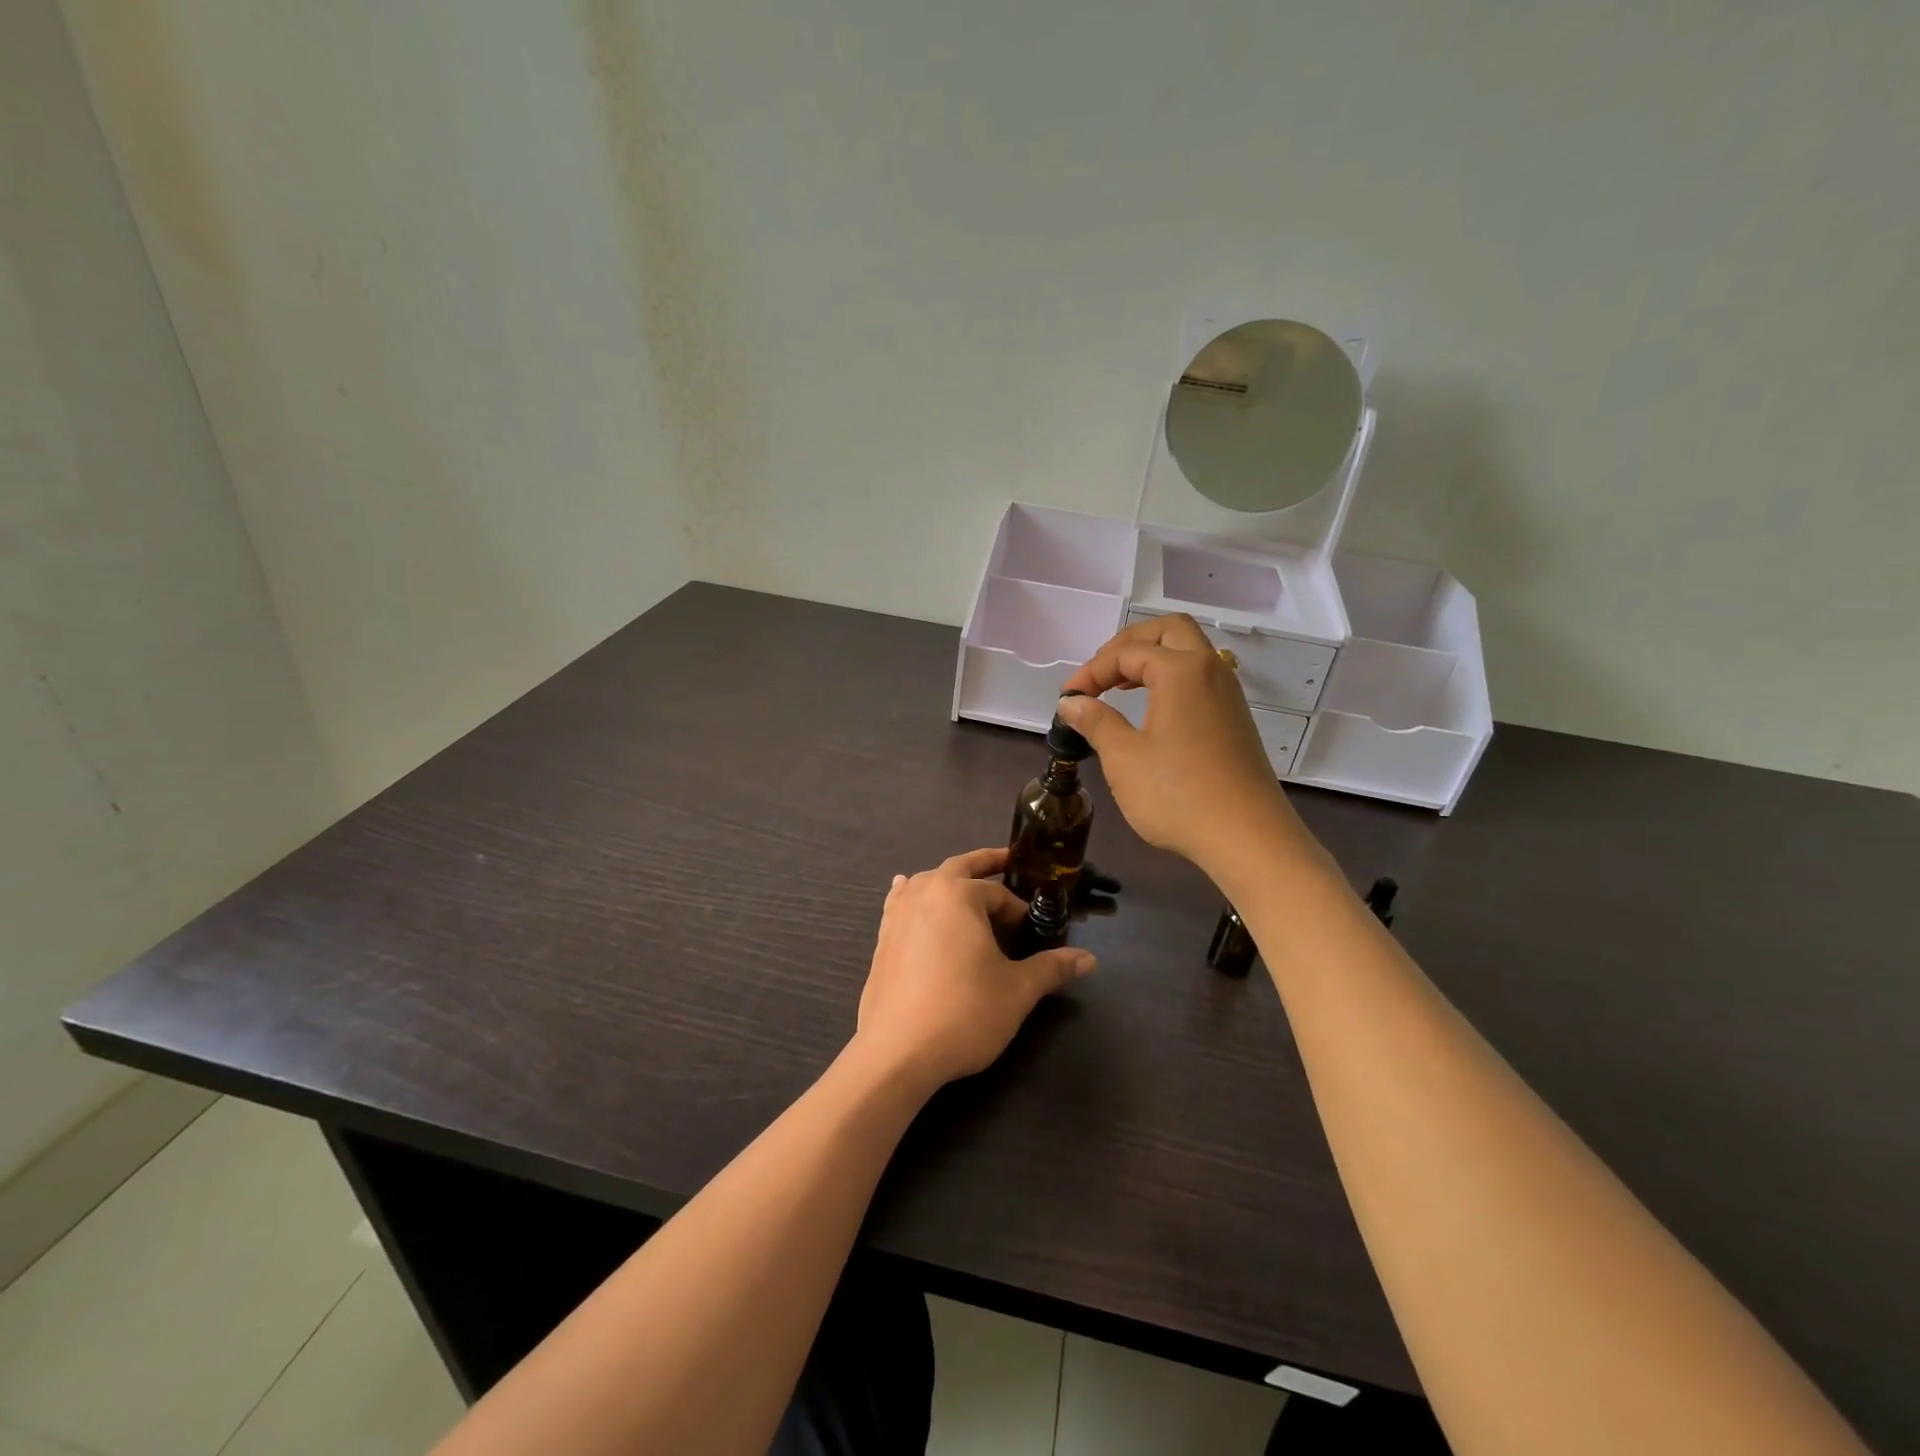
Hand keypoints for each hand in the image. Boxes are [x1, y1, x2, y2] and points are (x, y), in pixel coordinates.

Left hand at [855, 848, 1094, 1091]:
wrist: (897, 1052)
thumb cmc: (964, 1012)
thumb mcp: (1017, 990)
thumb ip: (1052, 967)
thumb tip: (1089, 959)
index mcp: (958, 894)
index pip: (997, 893)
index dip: (1019, 910)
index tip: (1033, 930)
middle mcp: (924, 892)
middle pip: (960, 868)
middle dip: (985, 863)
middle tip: (1007, 861)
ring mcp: (898, 914)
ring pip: (927, 882)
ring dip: (949, 880)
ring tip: (964, 884)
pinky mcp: (882, 938)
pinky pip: (901, 902)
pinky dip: (912, 894)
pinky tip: (906, 890)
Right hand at [1057, 614, 1302, 878]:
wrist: (1248, 839)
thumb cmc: (1179, 795)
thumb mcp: (1124, 758)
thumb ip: (1096, 721)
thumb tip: (1072, 703)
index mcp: (1182, 671)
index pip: (1127, 653)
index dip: (1091, 671)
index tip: (1067, 699)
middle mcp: (1211, 670)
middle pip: (1168, 631)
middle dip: (1128, 645)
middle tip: (1100, 673)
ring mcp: (1228, 695)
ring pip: (1189, 652)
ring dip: (1152, 660)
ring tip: (1119, 688)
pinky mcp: (1235, 720)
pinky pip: (1200, 679)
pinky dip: (1170, 680)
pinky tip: (1151, 711)